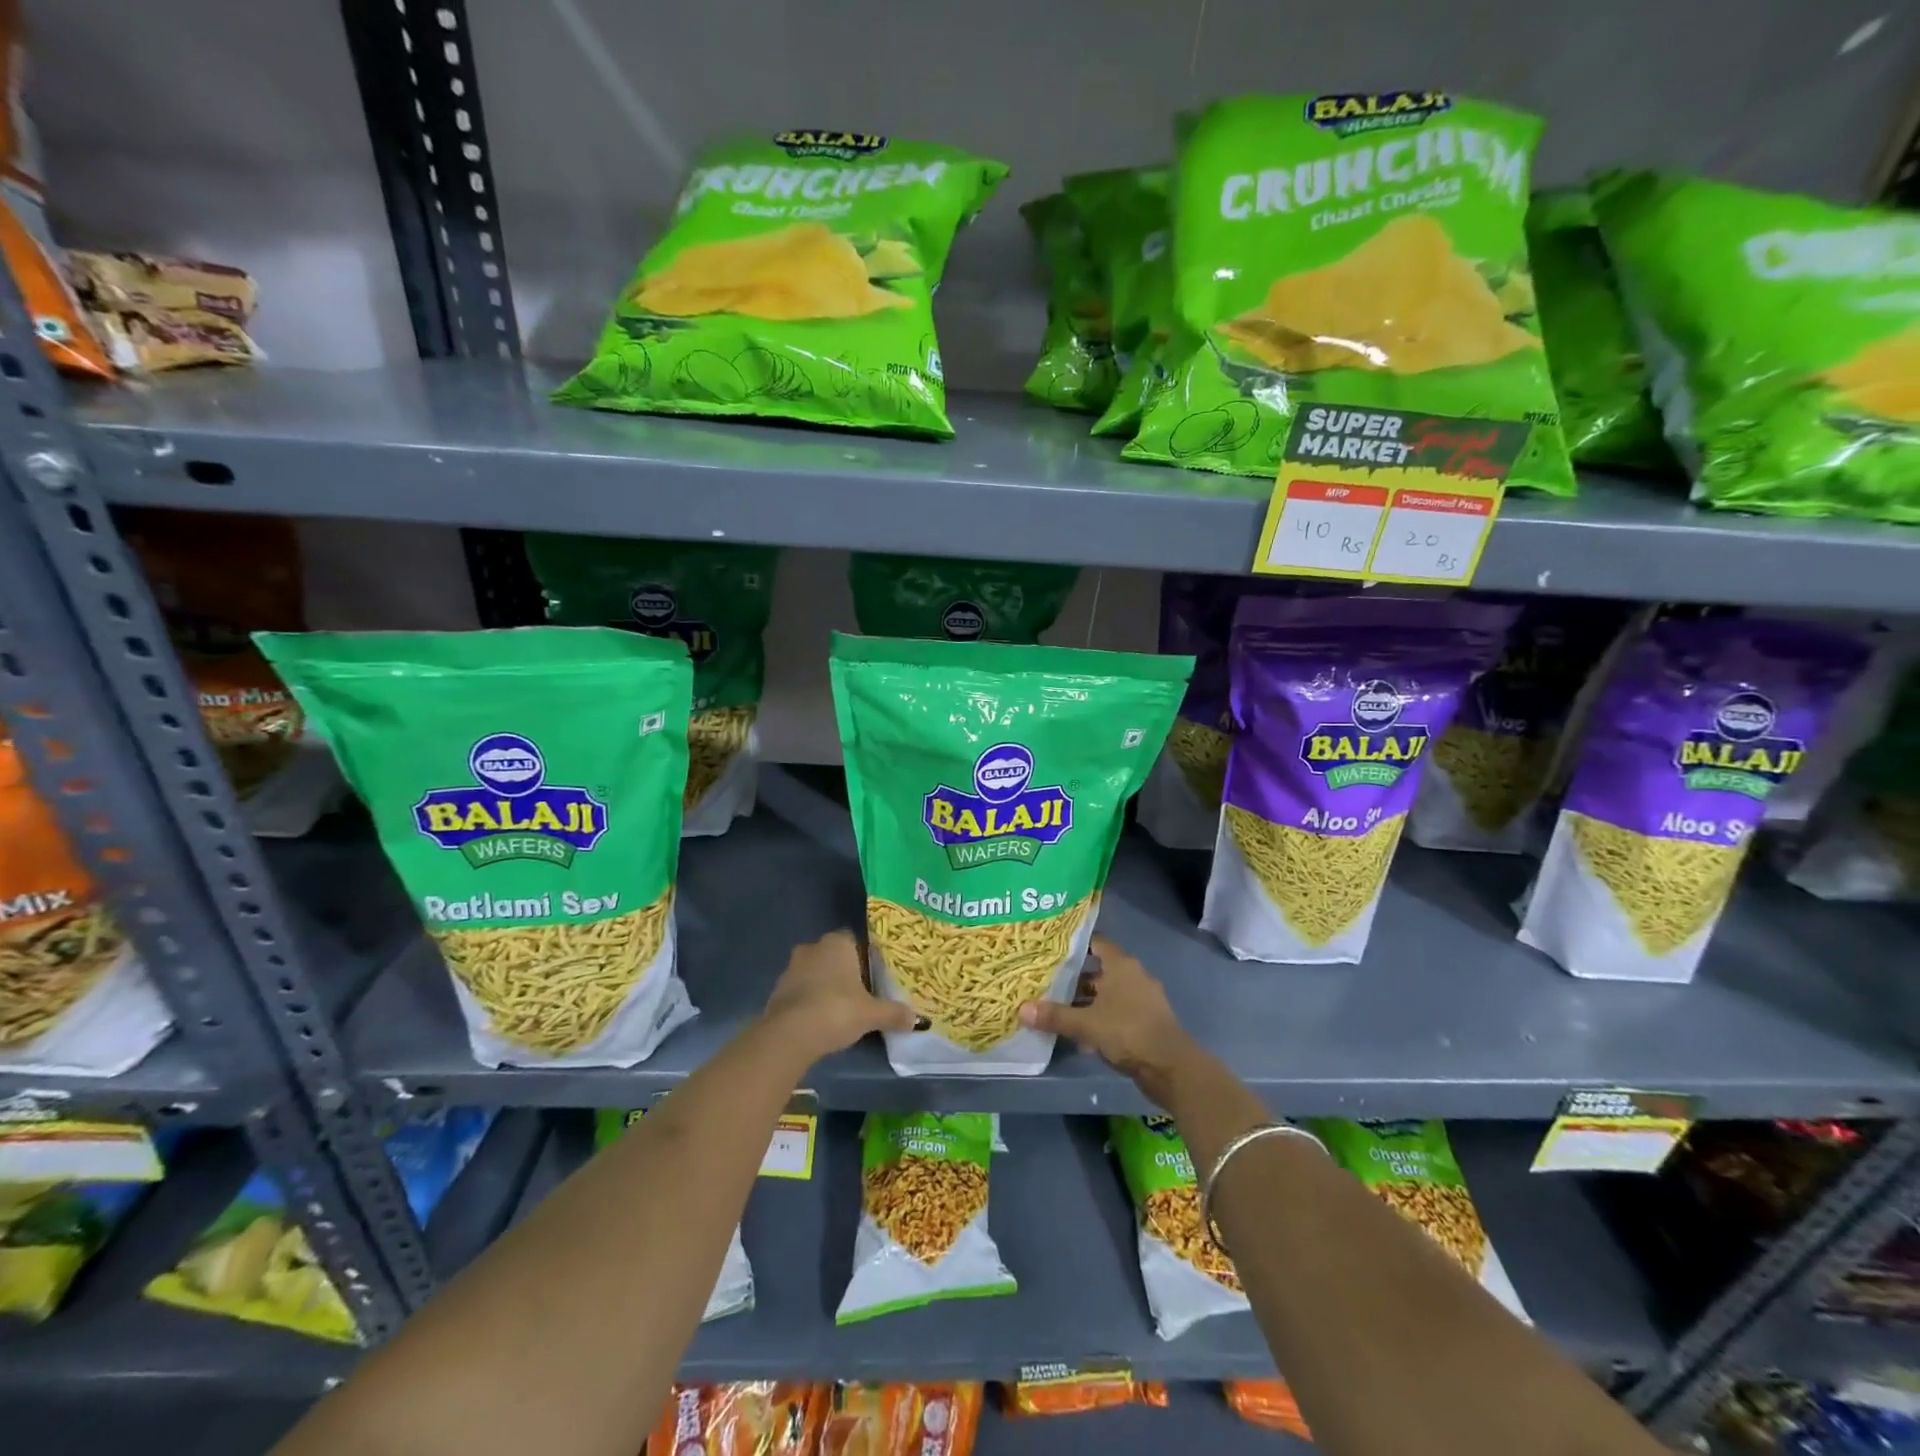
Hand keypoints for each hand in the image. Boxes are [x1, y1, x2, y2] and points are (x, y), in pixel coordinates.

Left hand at [762, 930, 917, 1059]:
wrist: (790, 1035)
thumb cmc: (836, 1010)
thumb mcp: (871, 1014)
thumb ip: (893, 1013)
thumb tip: (916, 1020)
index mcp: (837, 943)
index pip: (855, 940)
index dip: (865, 956)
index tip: (874, 974)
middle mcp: (813, 947)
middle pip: (833, 955)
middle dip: (844, 970)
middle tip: (860, 991)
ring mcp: (791, 968)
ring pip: (814, 971)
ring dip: (824, 985)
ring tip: (840, 1008)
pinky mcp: (777, 990)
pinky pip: (800, 990)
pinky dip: (809, 1000)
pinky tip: (819, 1018)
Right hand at [1018, 934, 1204, 1104]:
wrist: (1170, 1067)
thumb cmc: (1127, 1031)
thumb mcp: (1086, 1024)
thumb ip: (1055, 1016)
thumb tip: (1021, 1009)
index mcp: (1121, 965)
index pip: (1096, 943)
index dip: (1075, 945)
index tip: (1052, 949)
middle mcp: (1134, 975)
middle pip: (1100, 970)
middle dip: (1076, 977)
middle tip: (1048, 981)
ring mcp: (1143, 998)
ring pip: (1109, 993)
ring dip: (1088, 1001)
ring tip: (1060, 1008)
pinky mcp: (1147, 1020)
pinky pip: (1118, 1011)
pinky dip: (1102, 1017)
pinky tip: (1082, 1034)